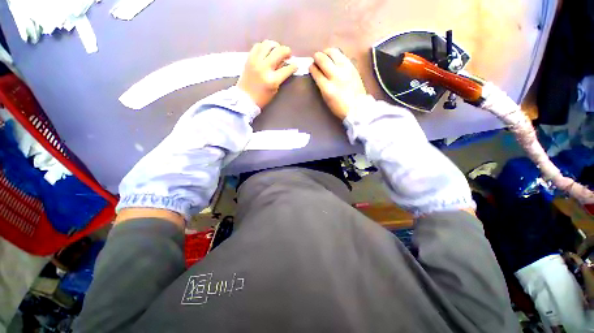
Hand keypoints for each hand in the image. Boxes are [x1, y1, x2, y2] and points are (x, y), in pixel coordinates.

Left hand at [237, 40, 297, 108]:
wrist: (244, 98)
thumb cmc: (262, 98)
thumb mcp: (274, 89)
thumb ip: (280, 77)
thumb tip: (284, 64)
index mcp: (272, 80)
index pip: (287, 69)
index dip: (294, 66)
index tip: (295, 65)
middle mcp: (264, 68)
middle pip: (279, 52)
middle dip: (287, 51)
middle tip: (288, 54)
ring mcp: (256, 61)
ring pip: (268, 44)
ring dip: (275, 46)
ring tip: (277, 51)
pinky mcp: (249, 58)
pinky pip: (258, 46)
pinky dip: (264, 47)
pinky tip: (266, 52)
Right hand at [310, 48, 366, 119]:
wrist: (358, 107)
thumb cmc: (339, 107)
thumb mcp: (326, 98)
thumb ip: (321, 85)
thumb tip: (317, 73)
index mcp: (327, 88)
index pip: (316, 72)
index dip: (311, 67)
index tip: (311, 66)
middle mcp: (335, 76)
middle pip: (323, 59)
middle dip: (317, 57)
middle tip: (316, 58)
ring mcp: (345, 69)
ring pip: (333, 52)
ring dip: (326, 52)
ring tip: (325, 55)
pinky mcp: (352, 66)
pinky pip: (342, 55)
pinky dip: (336, 54)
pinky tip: (334, 58)